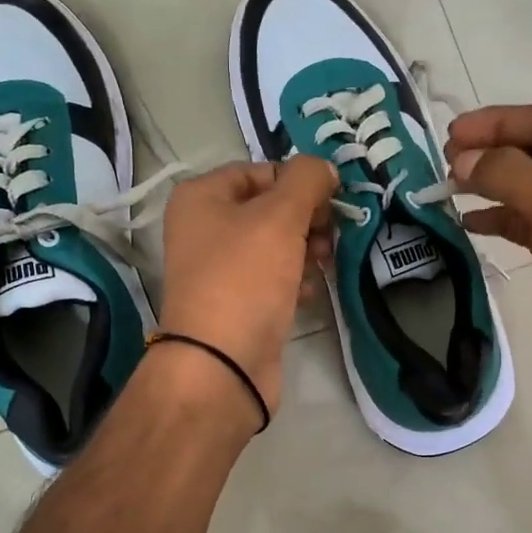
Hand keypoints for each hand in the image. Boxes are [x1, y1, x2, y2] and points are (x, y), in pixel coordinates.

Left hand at [157, 157, 337, 413]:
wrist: (222, 364)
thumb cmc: (245, 278)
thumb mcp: (280, 216)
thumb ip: (307, 180)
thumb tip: (324, 168)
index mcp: (202, 196)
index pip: (262, 171)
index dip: (299, 184)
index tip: (330, 204)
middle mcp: (204, 227)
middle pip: (270, 208)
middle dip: (307, 221)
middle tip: (328, 239)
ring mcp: (219, 268)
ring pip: (275, 245)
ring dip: (305, 251)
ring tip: (322, 267)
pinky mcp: (236, 302)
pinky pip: (273, 278)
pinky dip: (294, 281)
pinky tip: (308, 294)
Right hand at [446, 105, 531, 409]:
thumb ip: (508, 175)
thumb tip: (462, 159)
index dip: (500, 122)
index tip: (454, 132)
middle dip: (492, 153)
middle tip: (447, 161)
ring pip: (529, 191)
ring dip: (491, 186)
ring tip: (449, 188)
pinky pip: (528, 226)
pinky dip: (499, 220)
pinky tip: (469, 223)